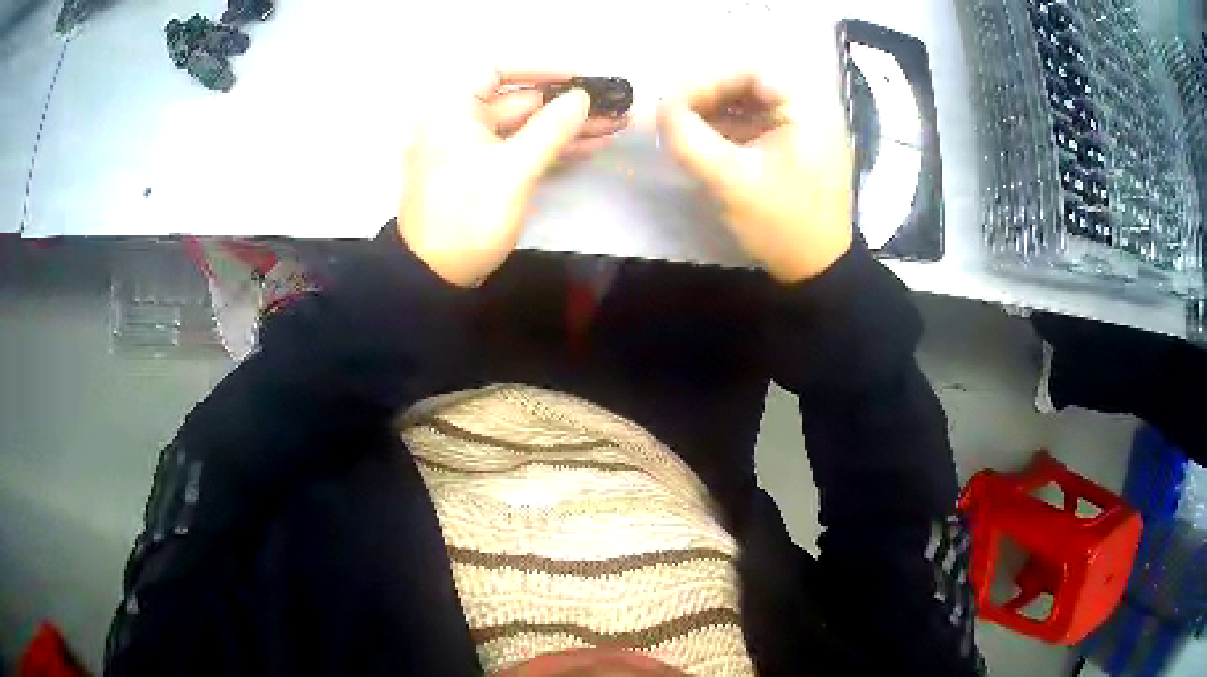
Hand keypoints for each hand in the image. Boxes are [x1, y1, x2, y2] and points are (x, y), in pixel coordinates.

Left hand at [399, 70, 628, 286]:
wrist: (435, 276)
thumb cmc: (466, 216)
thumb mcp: (512, 170)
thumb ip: (551, 129)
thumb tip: (582, 98)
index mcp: (453, 109)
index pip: (498, 69)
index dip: (542, 68)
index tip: (580, 76)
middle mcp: (460, 120)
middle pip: (519, 100)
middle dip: (567, 105)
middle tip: (613, 106)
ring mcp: (473, 147)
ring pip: (526, 126)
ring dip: (568, 127)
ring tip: (615, 125)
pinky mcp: (484, 171)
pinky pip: (521, 149)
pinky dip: (552, 148)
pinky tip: (591, 145)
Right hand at [658, 70, 854, 282]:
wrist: (817, 271)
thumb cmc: (783, 225)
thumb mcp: (731, 181)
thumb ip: (689, 138)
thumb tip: (658, 107)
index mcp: (809, 108)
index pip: (752, 69)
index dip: (707, 79)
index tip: (673, 103)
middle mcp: (809, 108)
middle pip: (748, 81)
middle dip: (705, 94)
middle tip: (673, 115)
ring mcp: (801, 126)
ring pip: (747, 100)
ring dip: (710, 110)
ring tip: (680, 128)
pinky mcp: (791, 144)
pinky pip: (751, 121)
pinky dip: (723, 127)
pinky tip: (700, 141)